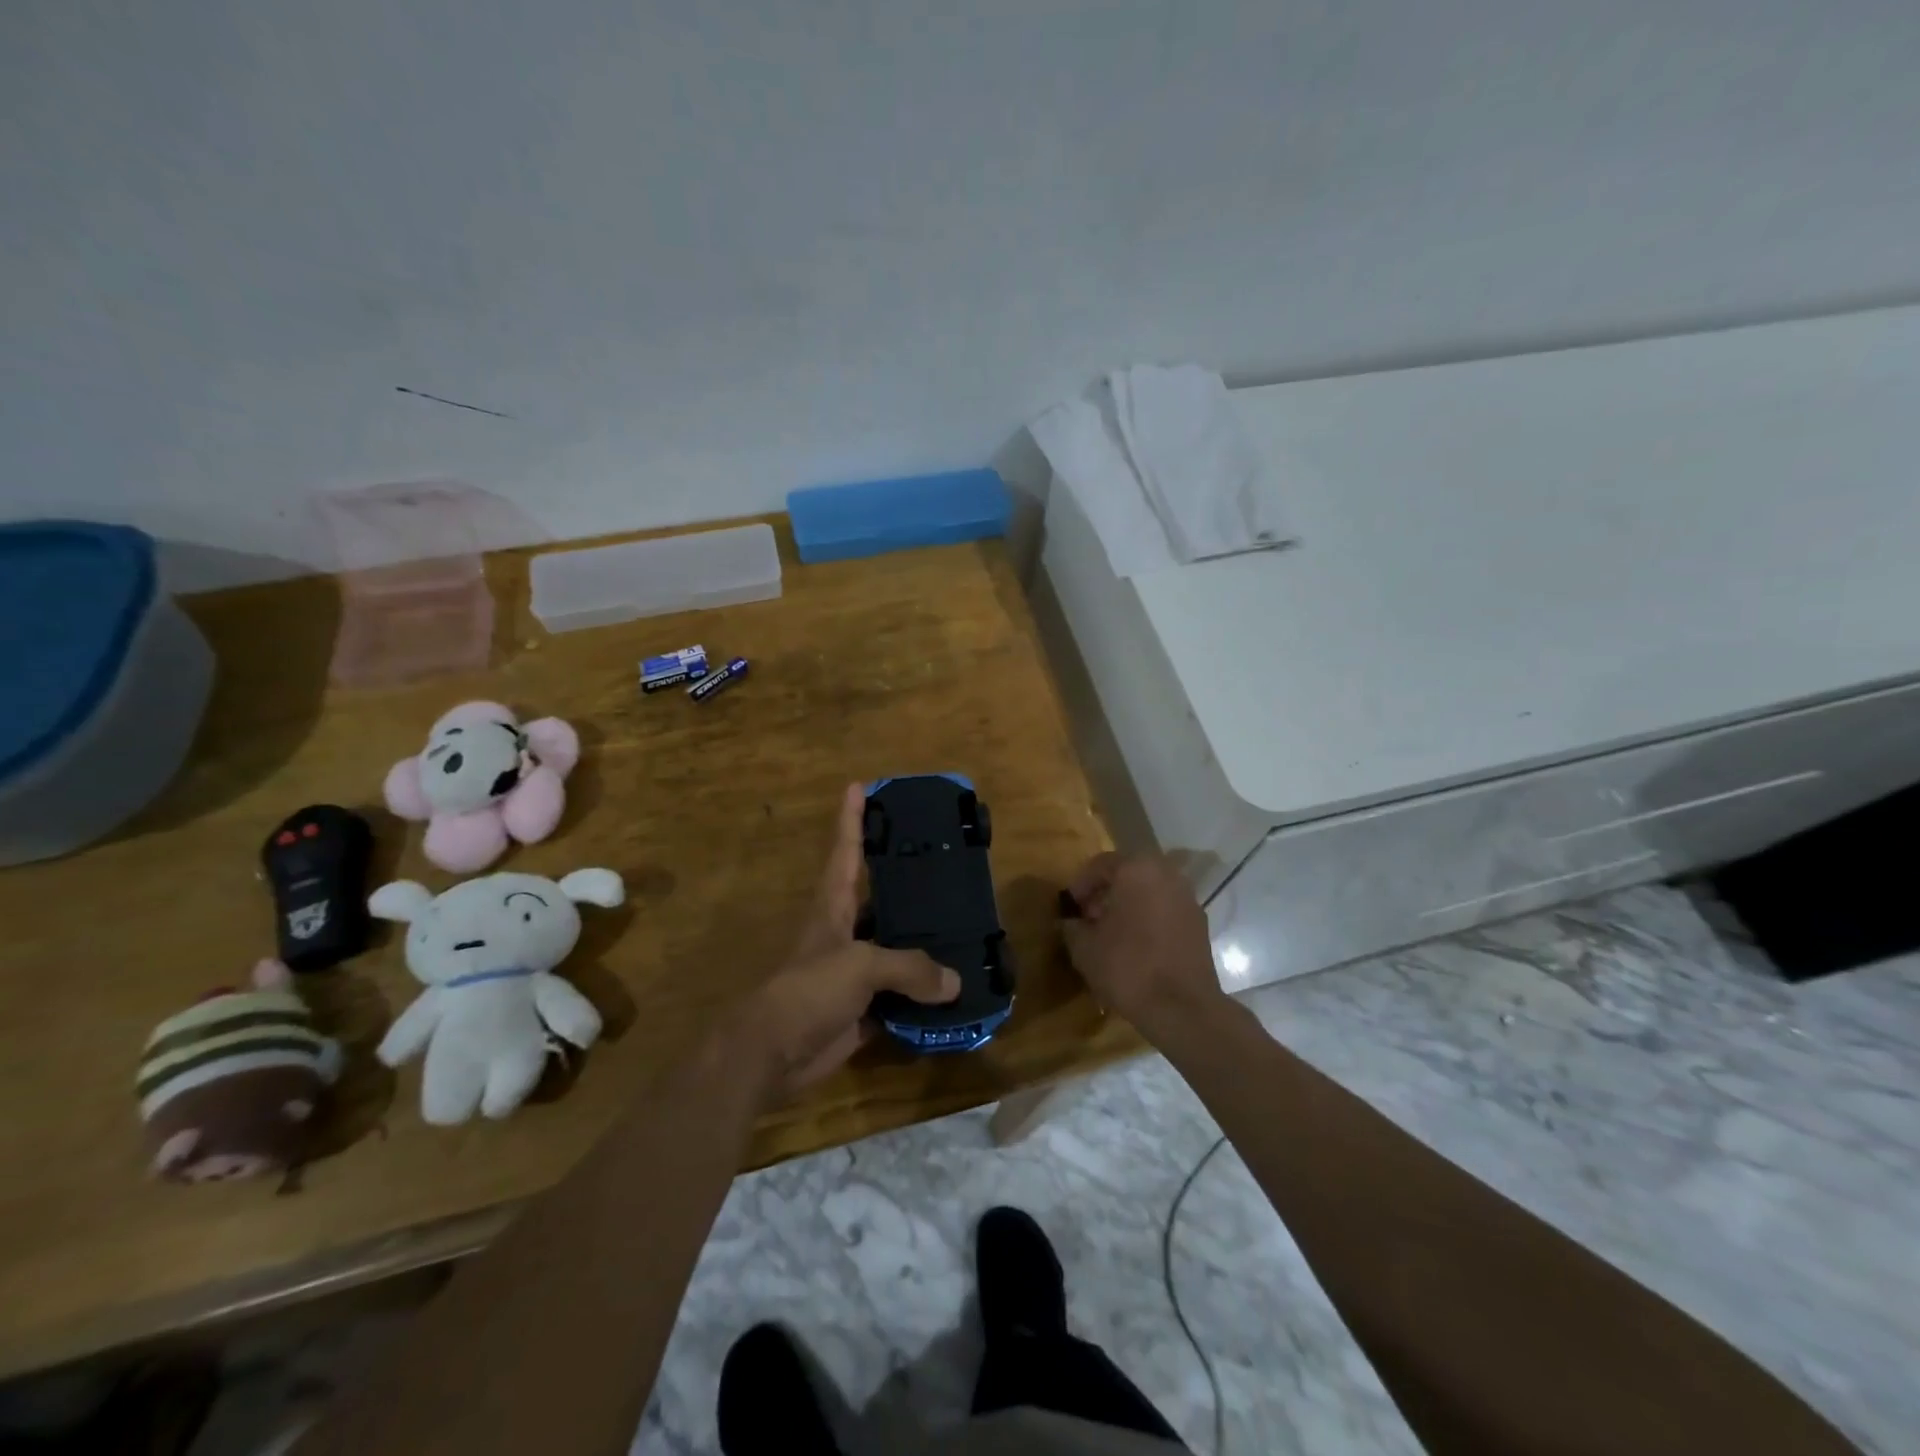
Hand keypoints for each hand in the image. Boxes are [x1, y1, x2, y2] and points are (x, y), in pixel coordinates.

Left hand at [736, 784, 959, 1103]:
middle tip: (945, 862)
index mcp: (834, 906)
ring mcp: (853, 972)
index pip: (844, 850)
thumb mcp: (860, 965)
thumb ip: (909, 967)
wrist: (773, 1053)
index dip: (851, 818)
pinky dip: (924, 995)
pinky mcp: (862, 1009)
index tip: (860, 785)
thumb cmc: (809, 990)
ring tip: (965, 925)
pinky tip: (955, 989)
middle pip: (879, 898)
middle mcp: (845, 932)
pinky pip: (901, 996)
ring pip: (895, 949)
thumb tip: (955, 982)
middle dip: (907, 881)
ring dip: (924, 942)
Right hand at [1060, 852, 1224, 1038]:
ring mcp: (1188, 898)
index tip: (1071, 907)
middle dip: (1106, 893)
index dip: (1081, 885)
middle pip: (1128, 874)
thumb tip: (1071, 921)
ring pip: (1150, 892)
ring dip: (1129, 906)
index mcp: (1137, 869)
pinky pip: (1166, 910)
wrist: (1182, 1008)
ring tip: (1112, 934)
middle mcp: (1166, 874)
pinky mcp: (1200, 923)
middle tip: (1090, 918)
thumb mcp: (1084, 948)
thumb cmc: (1127, 967)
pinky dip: (1150, 919)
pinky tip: (1137, 946)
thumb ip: (1072, 926)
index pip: (1100, 864)